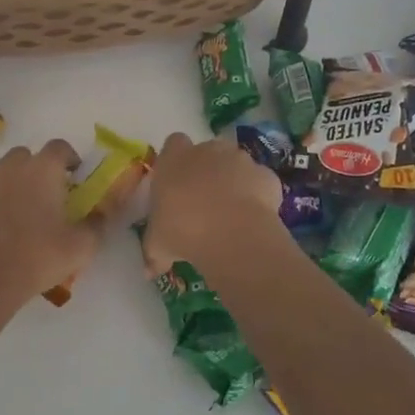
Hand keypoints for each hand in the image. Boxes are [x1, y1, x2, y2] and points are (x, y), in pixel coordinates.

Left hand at [0, 141, 100, 306]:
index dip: (68, 158)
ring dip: (7, 182)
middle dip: (35, 169)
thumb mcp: (81, 247)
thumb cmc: (38, 258)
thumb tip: (102, 214)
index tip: (73, 175)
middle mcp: (11, 166)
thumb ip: (96, 224)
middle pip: (26, 155)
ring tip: (11, 209)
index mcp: (43, 170)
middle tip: (42, 196)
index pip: (59, 147)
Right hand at [142, 133, 287, 273]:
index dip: (176, 160)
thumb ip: (153, 252)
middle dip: (206, 169)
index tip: (176, 181)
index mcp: (174, 159)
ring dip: (233, 180)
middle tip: (202, 200)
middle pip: (207, 151)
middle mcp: (207, 150)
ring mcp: (240, 159)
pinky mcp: (266, 175)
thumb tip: (149, 270)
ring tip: (230, 213)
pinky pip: (260, 181)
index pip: (173, 143)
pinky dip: (258, 194)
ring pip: (236, 164)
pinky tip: (253, 218)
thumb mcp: (159, 245)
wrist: (232, 234)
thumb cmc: (183, 230)